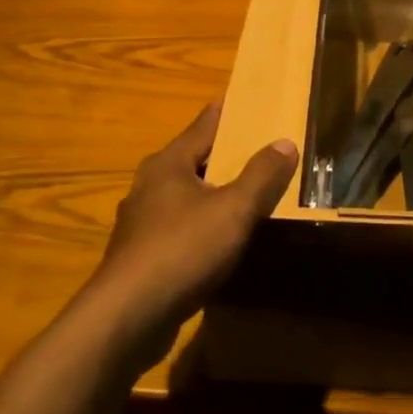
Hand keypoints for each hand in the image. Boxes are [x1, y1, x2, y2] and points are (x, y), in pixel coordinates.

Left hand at [91, 102, 298, 343]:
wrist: (128, 316)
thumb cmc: (182, 249)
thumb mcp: (233, 209)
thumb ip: (261, 176)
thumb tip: (285, 142)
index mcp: (167, 164)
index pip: (202, 126)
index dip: (224, 112)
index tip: (240, 97)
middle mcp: (149, 186)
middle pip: (192, 160)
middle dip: (221, 153)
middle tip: (254, 145)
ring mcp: (141, 223)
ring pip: (184, 196)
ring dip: (211, 192)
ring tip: (243, 191)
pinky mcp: (141, 256)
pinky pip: (179, 228)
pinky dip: (201, 224)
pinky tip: (219, 238)